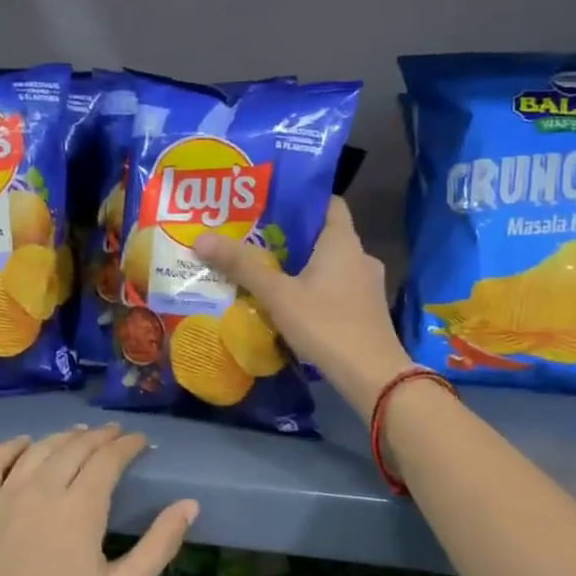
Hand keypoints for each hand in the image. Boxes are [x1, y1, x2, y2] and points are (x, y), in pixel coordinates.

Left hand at [0, 425, 196, 575]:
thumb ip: (157, 546)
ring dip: (62, 437)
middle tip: (116, 435)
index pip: (107, 460)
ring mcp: (3, 499)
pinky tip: (23, 444)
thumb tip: (190, 504)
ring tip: (79, 435)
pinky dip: (9, 447)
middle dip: (99, 437)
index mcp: (80, 510)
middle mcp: (41, 491)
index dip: (127, 446)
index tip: (141, 441)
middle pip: (74, 448)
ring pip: (37, 450)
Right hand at [194, 197, 412, 420]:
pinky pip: (337, 288)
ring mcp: (367, 285)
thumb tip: (202, 238)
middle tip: (254, 239)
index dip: (300, 199)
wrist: (373, 375)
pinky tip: (291, 303)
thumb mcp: (278, 295)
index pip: (328, 202)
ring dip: (302, 266)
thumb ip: (242, 266)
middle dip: (291, 237)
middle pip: (324, 234)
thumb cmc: (326, 325)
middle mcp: (360, 256)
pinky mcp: (367, 310)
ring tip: (267, 272)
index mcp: (343, 241)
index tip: (269, 205)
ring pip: (330, 264)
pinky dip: (315, 289)